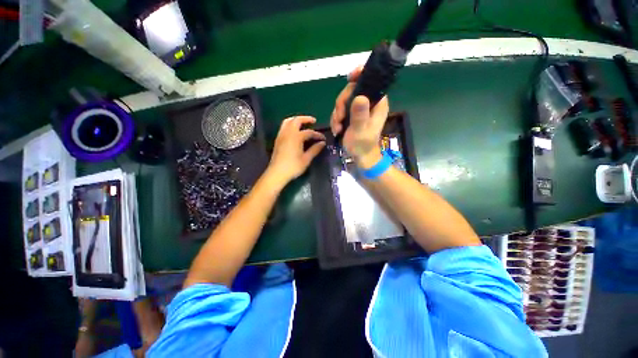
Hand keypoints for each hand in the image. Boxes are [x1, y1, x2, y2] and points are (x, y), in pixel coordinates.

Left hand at [266, 116, 325, 186]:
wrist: (277, 173)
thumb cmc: (293, 167)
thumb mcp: (306, 159)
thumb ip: (315, 149)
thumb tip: (322, 143)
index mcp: (296, 137)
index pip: (309, 132)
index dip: (317, 135)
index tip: (323, 139)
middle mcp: (288, 133)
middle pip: (296, 120)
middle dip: (306, 119)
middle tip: (313, 121)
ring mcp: (281, 135)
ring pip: (288, 121)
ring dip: (296, 120)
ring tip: (303, 123)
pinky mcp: (277, 140)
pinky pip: (283, 127)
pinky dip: (290, 125)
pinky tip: (295, 131)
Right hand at [330, 66, 389, 168]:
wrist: (360, 157)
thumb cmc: (363, 146)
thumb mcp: (361, 132)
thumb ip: (359, 116)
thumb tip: (359, 97)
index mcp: (377, 103)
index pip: (371, 81)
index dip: (360, 75)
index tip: (350, 77)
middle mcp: (368, 103)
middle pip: (351, 91)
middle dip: (341, 104)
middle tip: (339, 118)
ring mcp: (359, 109)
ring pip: (343, 101)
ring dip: (337, 115)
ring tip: (338, 128)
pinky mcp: (351, 115)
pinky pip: (339, 111)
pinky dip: (336, 120)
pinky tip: (337, 130)